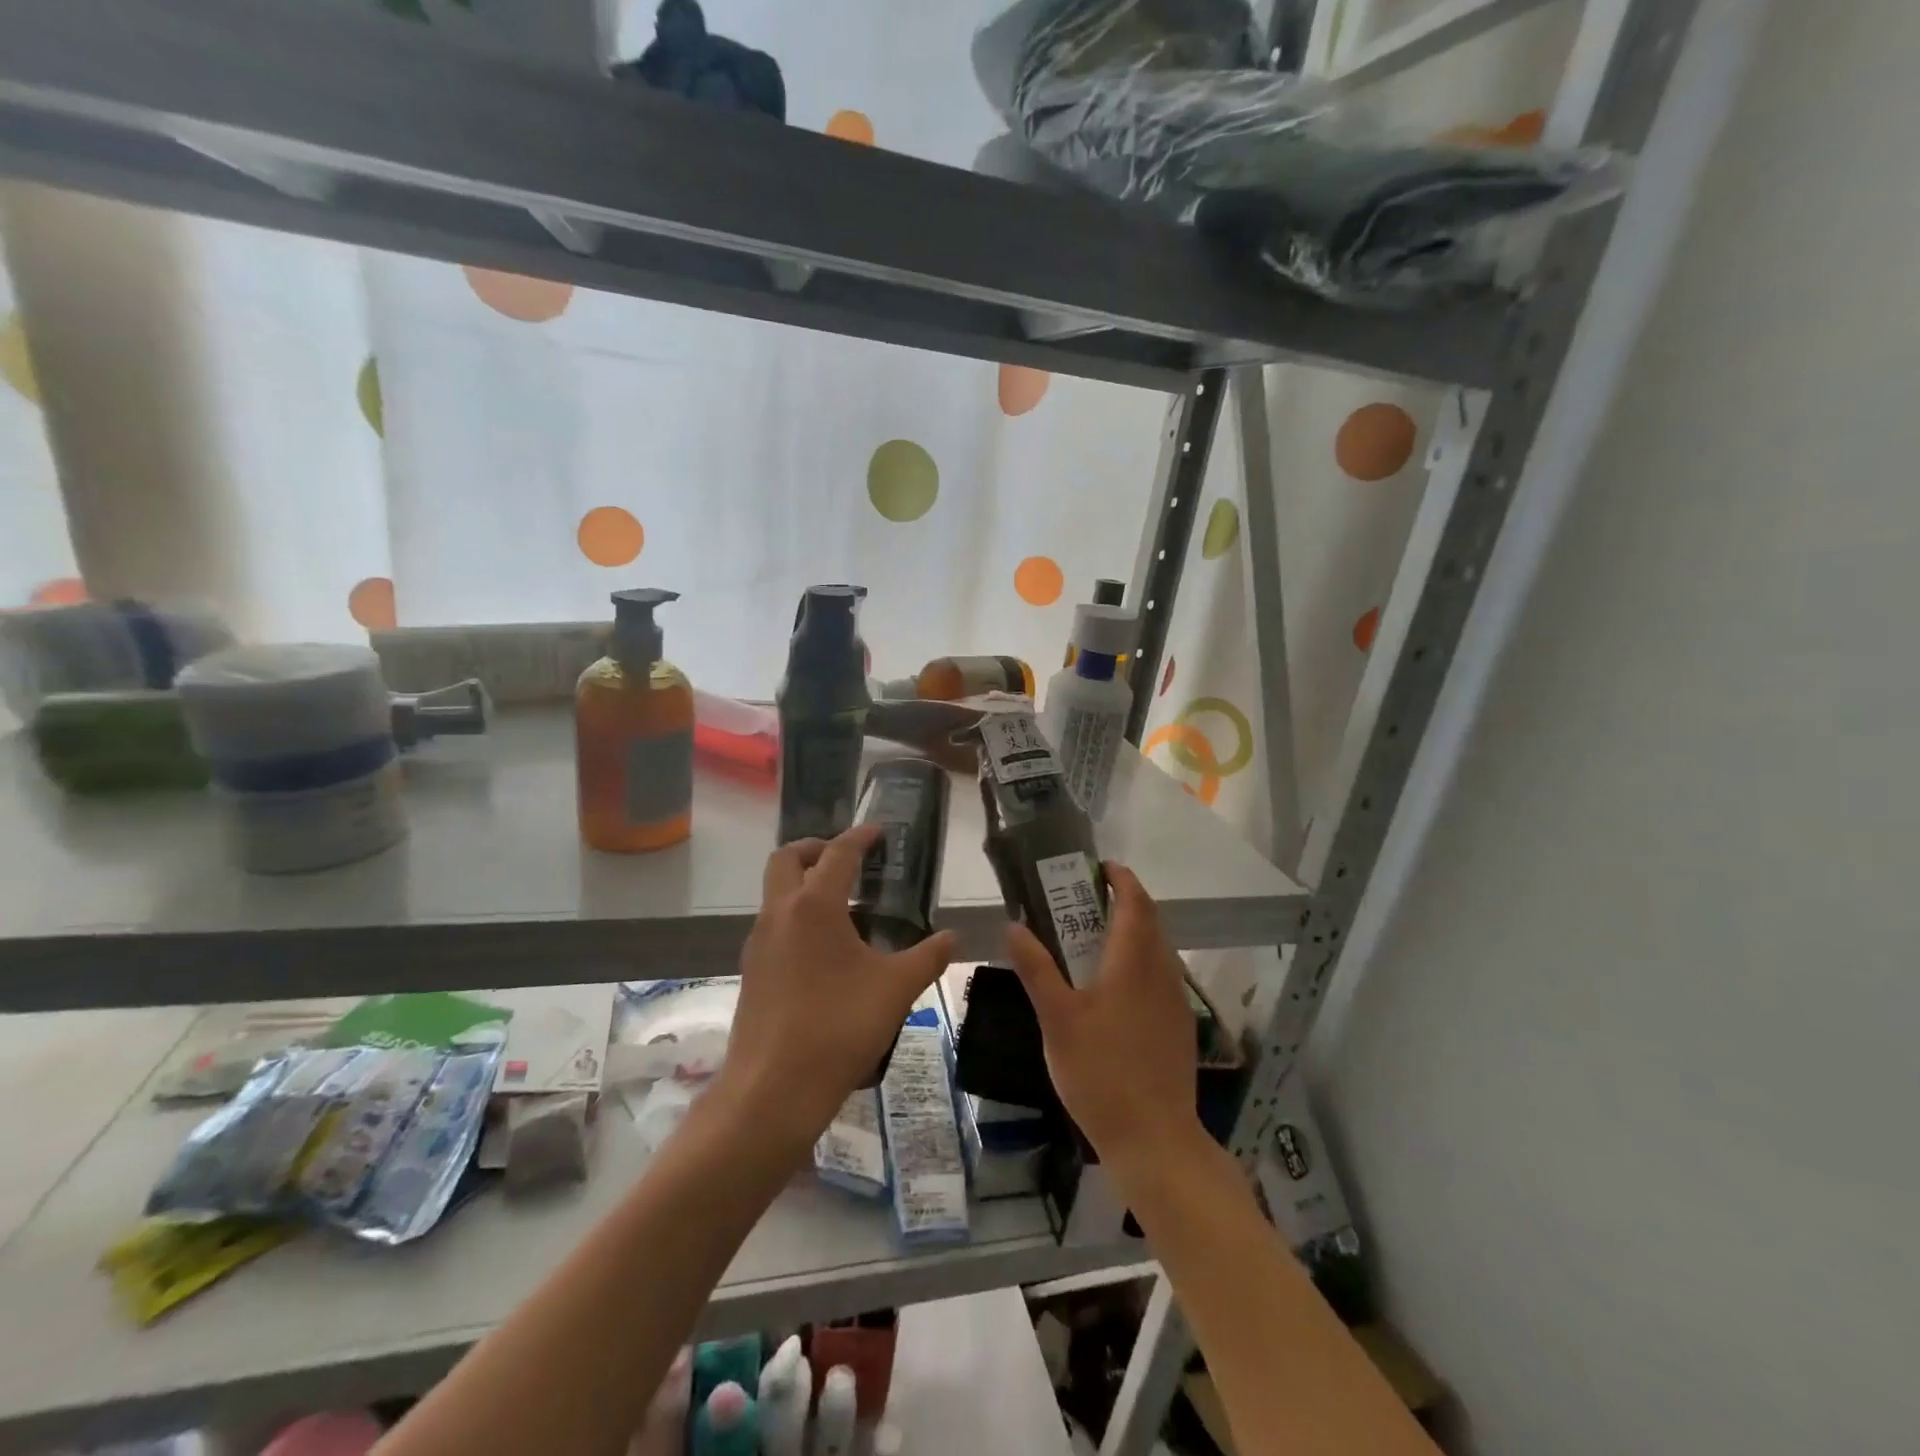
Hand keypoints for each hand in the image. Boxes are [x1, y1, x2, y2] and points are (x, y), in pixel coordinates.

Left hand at [716, 825, 955, 1154]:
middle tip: (847, 860)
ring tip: (843, 906)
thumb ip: (928, 957)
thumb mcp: (896, 989)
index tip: (878, 832)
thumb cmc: (839, 1027)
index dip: (860, 837)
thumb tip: (952, 938)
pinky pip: (773, 925)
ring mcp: (759, 943)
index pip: (838, 853)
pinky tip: (825, 951)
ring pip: (775, 893)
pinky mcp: (751, 972)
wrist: (773, 1090)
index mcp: (814, 906)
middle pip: (787, 860)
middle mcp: (779, 913)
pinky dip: (796, 917)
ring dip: (803, 884)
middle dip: (816, 849)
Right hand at [1004, 862, 1201, 1171]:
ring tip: (1095, 938)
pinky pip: (1161, 976)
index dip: (1121, 879)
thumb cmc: (1101, 1073)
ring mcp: (1175, 1002)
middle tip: (1086, 899)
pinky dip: (1140, 961)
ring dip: (1133, 932)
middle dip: (1124, 902)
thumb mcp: (1057, 1020)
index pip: (1135, 903)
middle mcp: (1161, 974)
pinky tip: (1115, 987)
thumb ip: (1036, 970)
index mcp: (1134, 963)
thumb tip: (1014, 926)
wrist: (1155, 1140)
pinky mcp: (1179, 1027)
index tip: (1098, 867)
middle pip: (1150, 922)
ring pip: (1158, 950)